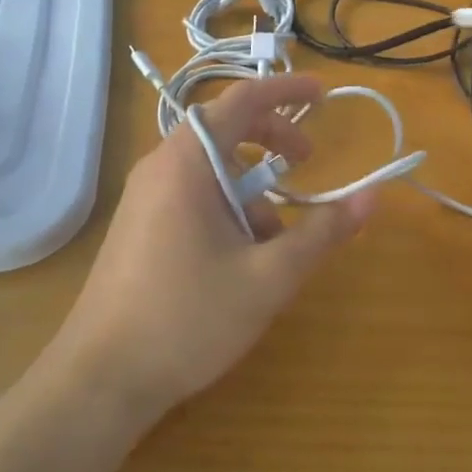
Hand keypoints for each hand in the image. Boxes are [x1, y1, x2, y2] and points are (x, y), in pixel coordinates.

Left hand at [57, 72, 376, 419]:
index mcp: (187, 163)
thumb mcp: (269, 277)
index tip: (324, 95)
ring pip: (211, 169)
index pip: (241, 100)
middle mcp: (160, 168)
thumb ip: (323, 233)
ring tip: (277, 238)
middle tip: (309, 162)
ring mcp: (144, 198)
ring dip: (252, 187)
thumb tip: (372, 197)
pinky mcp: (140, 226)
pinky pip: (192, 195)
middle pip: (226, 129)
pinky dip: (228, 207)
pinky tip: (242, 259)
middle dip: (273, 140)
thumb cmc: (187, 319)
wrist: (99, 380)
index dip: (286, 90)